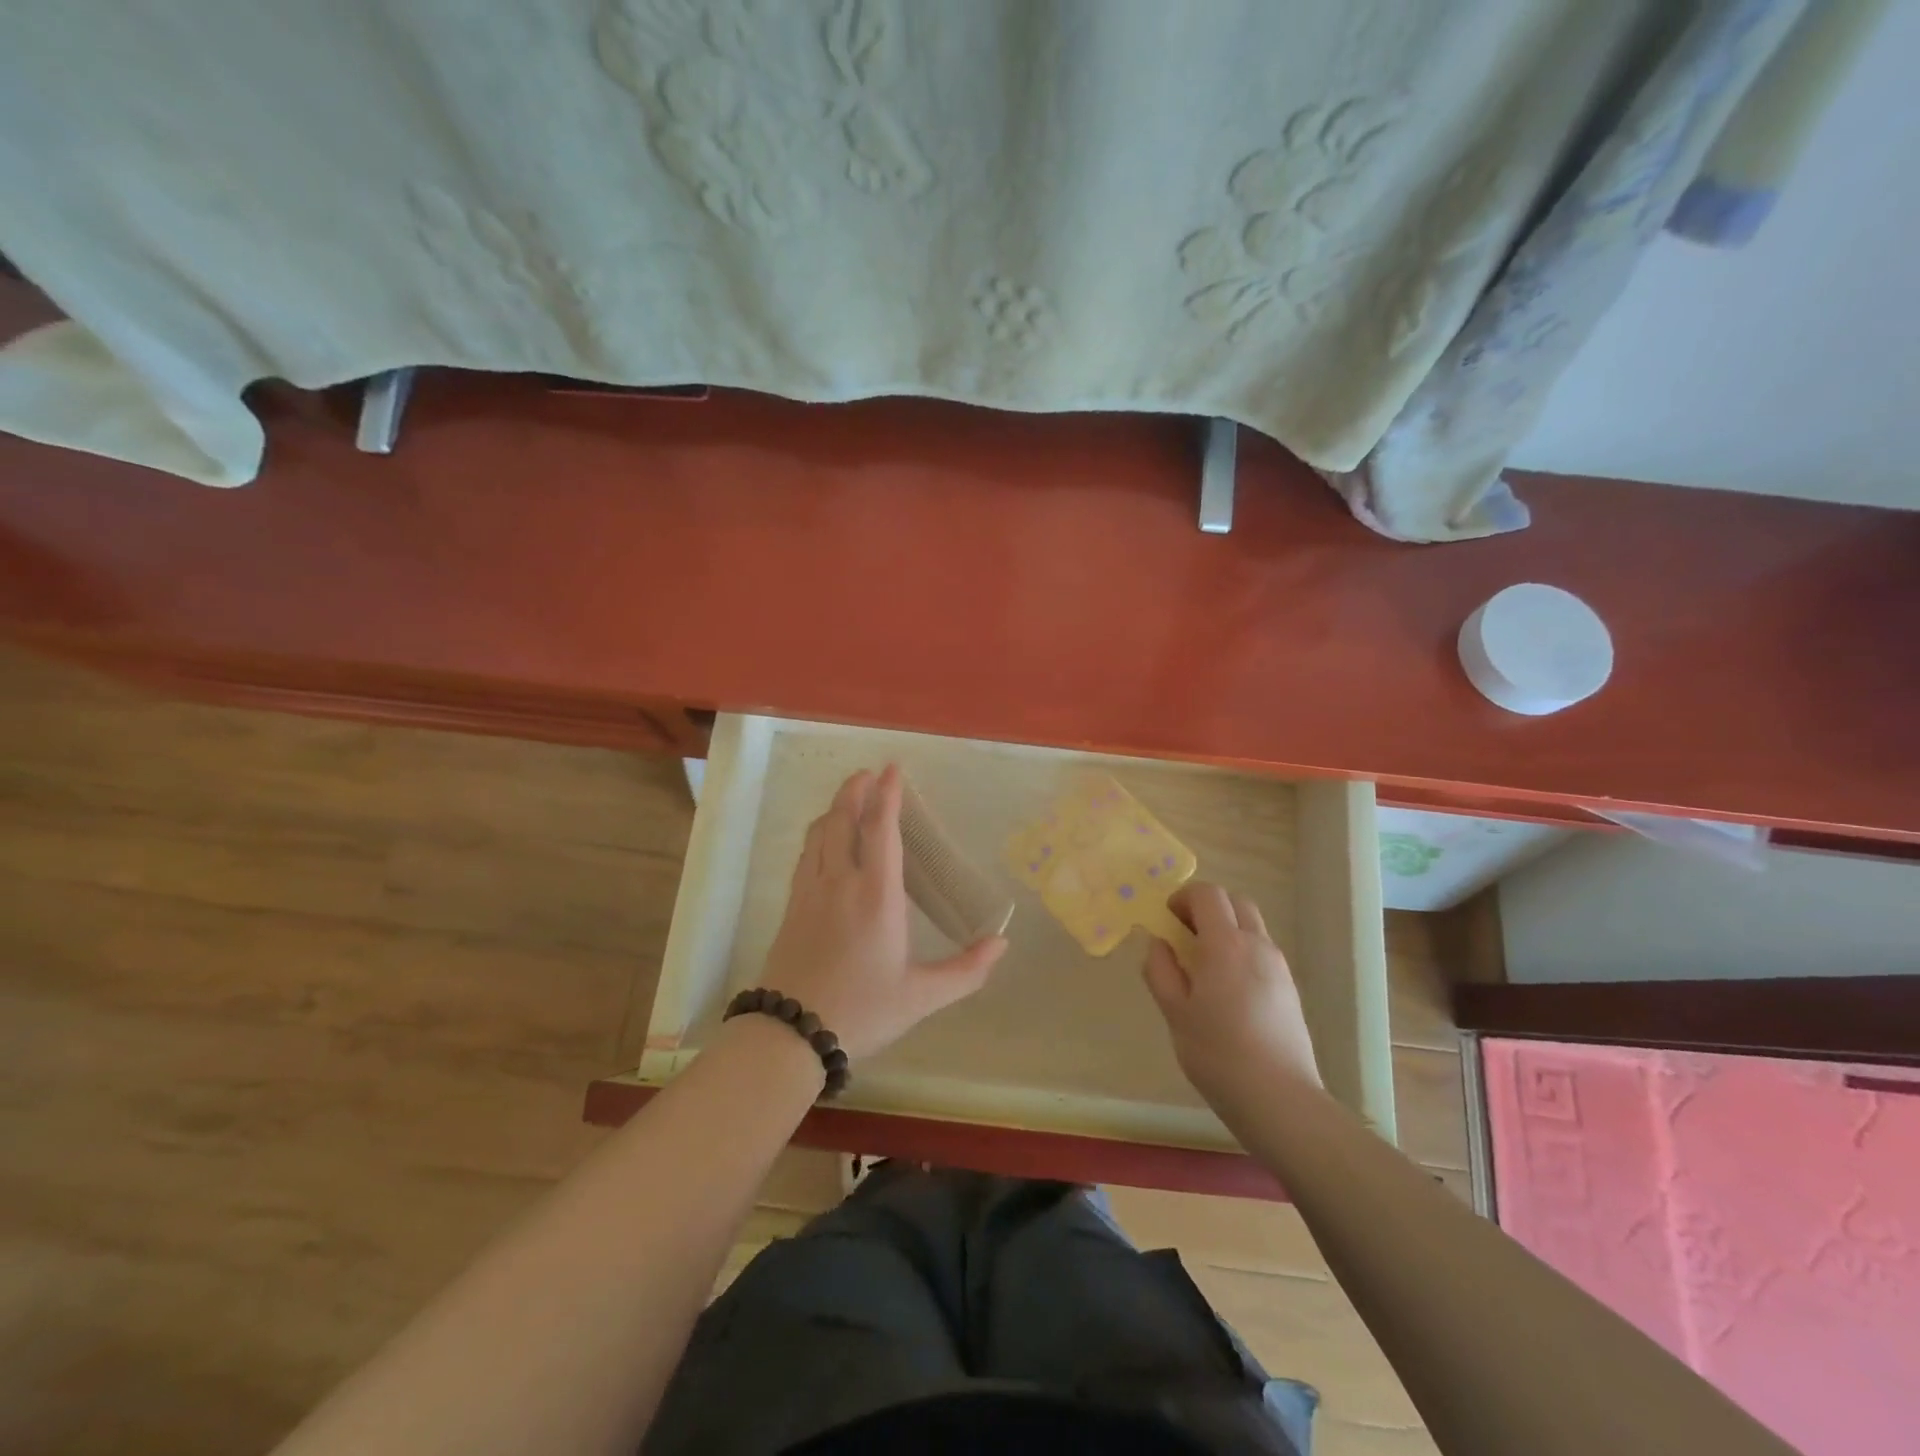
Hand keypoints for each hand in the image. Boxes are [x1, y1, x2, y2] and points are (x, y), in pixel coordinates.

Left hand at [759, 764, 1007, 1060]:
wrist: (790, 1034)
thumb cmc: (863, 1011)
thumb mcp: (922, 996)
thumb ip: (966, 970)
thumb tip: (1001, 944)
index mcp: (877, 896)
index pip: (882, 830)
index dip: (888, 795)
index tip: (892, 769)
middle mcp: (841, 882)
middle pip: (842, 820)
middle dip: (854, 791)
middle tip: (868, 774)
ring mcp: (811, 892)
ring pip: (819, 833)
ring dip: (834, 808)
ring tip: (848, 798)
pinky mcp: (792, 906)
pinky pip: (804, 855)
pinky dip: (816, 834)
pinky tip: (822, 839)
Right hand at [1143, 882, 1321, 1108]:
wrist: (1279, 1098)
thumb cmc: (1217, 1053)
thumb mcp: (1174, 1012)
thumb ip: (1161, 970)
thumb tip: (1159, 943)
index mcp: (1225, 944)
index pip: (1208, 894)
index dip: (1183, 897)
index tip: (1167, 919)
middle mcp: (1256, 945)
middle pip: (1235, 902)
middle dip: (1207, 907)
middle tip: (1184, 934)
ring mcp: (1278, 966)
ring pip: (1252, 926)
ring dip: (1226, 929)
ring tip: (1203, 964)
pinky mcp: (1290, 989)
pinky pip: (1262, 951)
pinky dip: (1241, 951)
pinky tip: (1227, 989)